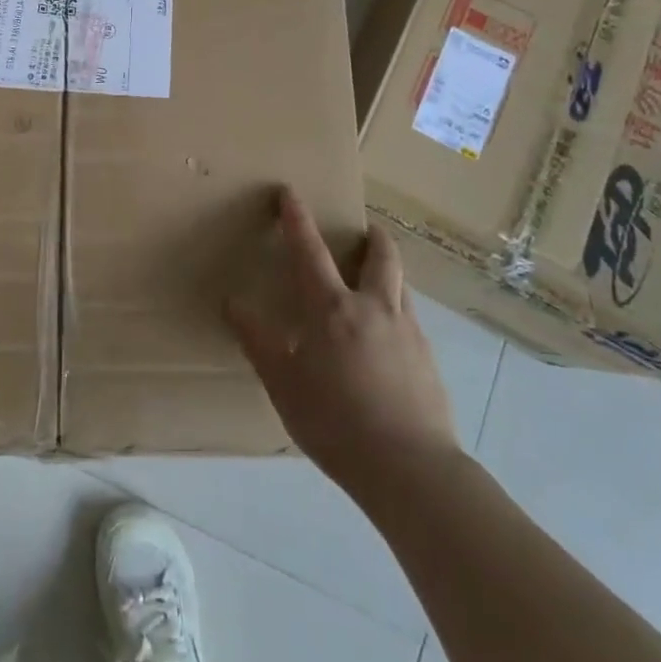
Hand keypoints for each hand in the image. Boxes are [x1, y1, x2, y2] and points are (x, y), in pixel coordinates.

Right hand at [228, 188, 457, 489]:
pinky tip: (387, 337)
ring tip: (377, 277)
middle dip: (372, 237)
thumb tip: (232, 302)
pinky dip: (396, 309)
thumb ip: (257, 340)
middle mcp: (374, 309)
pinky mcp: (428, 360)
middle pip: (380, 257)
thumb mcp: (282, 382)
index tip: (290, 193)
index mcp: (331, 309)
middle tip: (366, 229)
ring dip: (388, 270)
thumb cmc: (334, 421)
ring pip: (401, 285)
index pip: (308, 251)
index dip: (297, 219)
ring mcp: (408, 333)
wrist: (410, 468)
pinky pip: (410, 319)